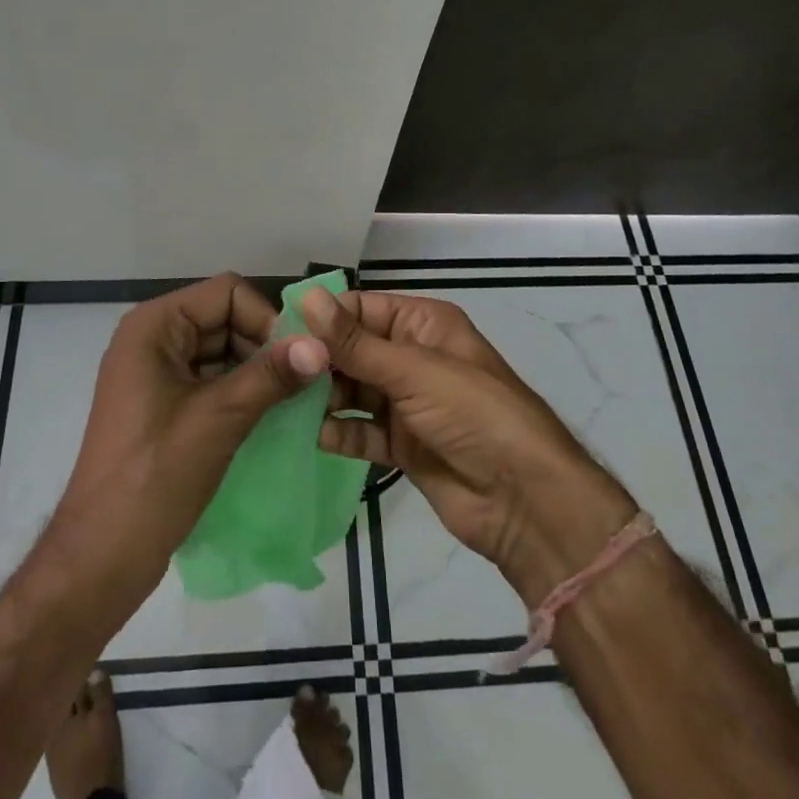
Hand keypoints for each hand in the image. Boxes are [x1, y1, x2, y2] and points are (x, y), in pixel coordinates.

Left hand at [47, 274, 328, 606]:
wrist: (101, 557)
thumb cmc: (155, 476)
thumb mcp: (219, 418)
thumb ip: (271, 375)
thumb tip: (321, 345)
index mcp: (154, 326)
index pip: (226, 293)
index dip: (265, 318)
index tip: (295, 359)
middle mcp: (153, 338)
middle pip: (225, 318)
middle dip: (264, 345)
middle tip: (302, 383)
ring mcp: (156, 372)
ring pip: (223, 350)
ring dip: (257, 370)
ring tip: (292, 401)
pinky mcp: (164, 404)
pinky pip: (212, 379)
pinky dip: (241, 391)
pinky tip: (270, 415)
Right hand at [300, 289, 636, 603]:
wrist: (524, 501)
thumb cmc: (473, 414)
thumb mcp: (413, 371)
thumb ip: (355, 342)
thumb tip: (305, 297)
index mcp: (424, 324)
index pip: (362, 309)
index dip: (323, 319)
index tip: (277, 332)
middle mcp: (413, 357)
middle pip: (354, 350)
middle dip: (319, 361)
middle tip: (274, 374)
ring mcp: (408, 403)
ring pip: (353, 390)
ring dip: (324, 396)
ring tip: (284, 404)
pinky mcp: (402, 445)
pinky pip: (361, 430)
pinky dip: (339, 431)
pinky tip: (310, 436)